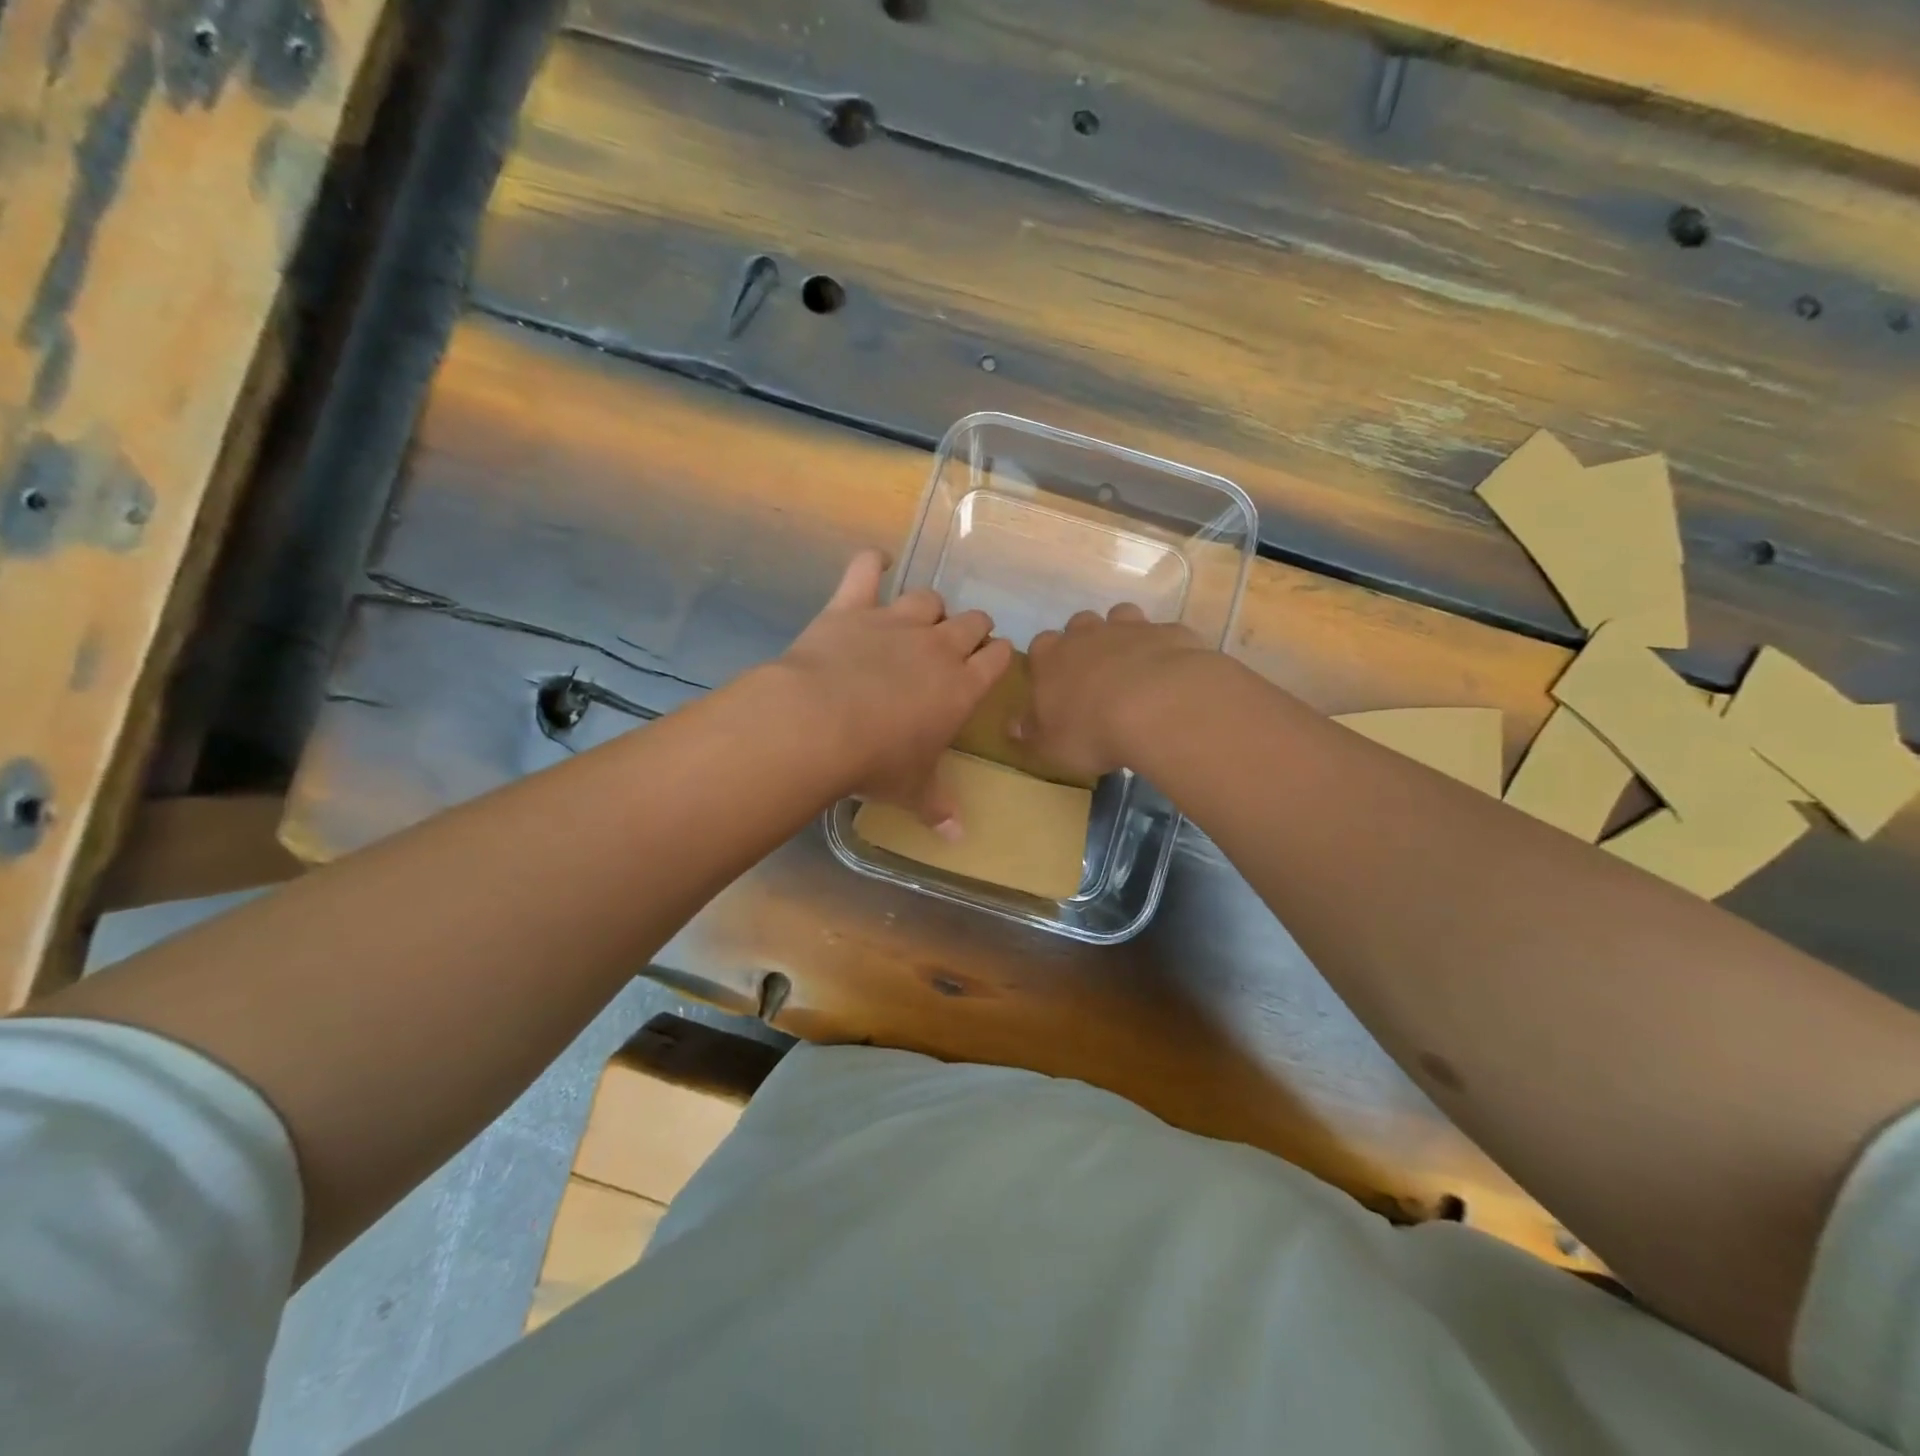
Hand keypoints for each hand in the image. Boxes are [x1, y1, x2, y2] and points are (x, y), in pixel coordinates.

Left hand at [776, 549, 1013, 830]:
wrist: (819, 725)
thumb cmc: (876, 762)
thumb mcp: (911, 790)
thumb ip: (938, 807)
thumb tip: (959, 838)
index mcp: (962, 686)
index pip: (998, 658)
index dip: (998, 657)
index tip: (991, 664)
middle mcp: (937, 647)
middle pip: (972, 621)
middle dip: (971, 630)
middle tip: (959, 646)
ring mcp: (895, 622)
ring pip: (928, 598)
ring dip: (929, 608)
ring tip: (920, 621)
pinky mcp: (852, 607)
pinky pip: (865, 570)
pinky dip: (871, 564)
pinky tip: (874, 564)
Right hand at [1018, 605, 1213, 779]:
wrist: (1157, 708)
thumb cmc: (1091, 731)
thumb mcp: (1049, 746)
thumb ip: (1030, 734)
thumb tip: (1014, 726)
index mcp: (1051, 657)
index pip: (1040, 646)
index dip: (1047, 663)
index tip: (1055, 684)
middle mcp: (1087, 634)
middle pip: (1080, 625)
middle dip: (1084, 643)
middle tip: (1094, 674)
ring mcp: (1131, 628)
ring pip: (1121, 616)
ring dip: (1123, 635)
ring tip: (1132, 666)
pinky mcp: (1169, 633)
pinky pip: (1163, 635)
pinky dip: (1163, 649)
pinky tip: (1170, 673)